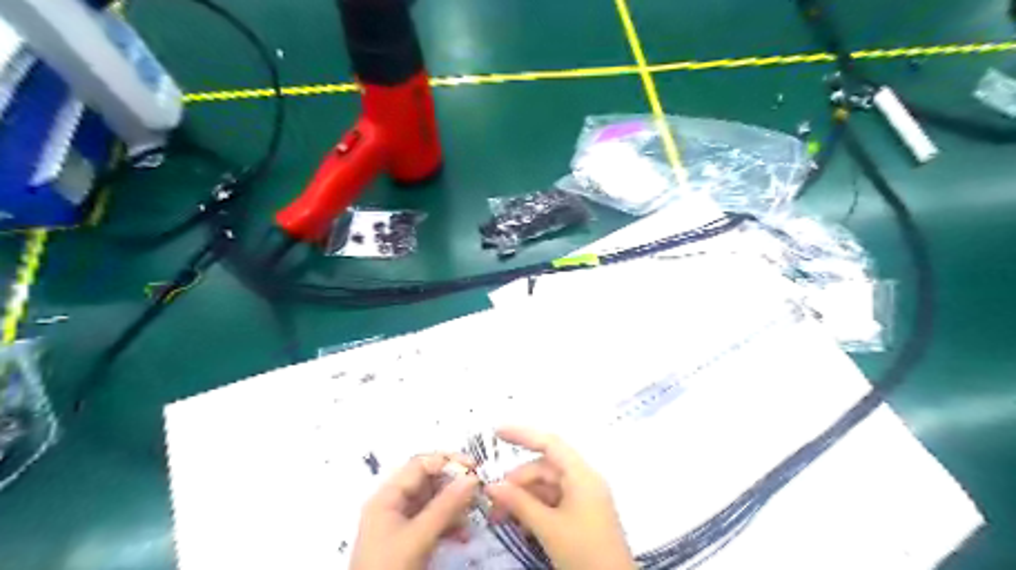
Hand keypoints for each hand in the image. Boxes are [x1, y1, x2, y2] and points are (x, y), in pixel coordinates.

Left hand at [352, 455, 480, 568]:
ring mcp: (402, 524)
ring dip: (455, 507)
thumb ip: (445, 506)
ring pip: (434, 503)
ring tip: (472, 517)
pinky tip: (463, 535)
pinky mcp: (410, 541)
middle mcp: (394, 504)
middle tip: (479, 492)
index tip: (475, 468)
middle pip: (428, 482)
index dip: (447, 462)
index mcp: (387, 496)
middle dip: (454, 486)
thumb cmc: (389, 568)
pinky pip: (434, 522)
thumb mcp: (418, 537)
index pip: (420, 465)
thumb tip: (473, 478)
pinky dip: (450, 525)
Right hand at [484, 427, 632, 569]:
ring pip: (546, 486)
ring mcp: (583, 498)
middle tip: (492, 502)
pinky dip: (535, 508)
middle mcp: (584, 480)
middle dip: (517, 481)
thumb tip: (491, 485)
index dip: (523, 435)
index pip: (549, 443)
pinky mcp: (581, 515)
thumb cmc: (584, 552)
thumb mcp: (548, 528)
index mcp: (581, 475)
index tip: (496, 432)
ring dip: (523, 497)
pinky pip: (553, 501)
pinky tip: (519, 523)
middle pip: (544, 468)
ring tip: (500, 517)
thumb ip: (519, 503)